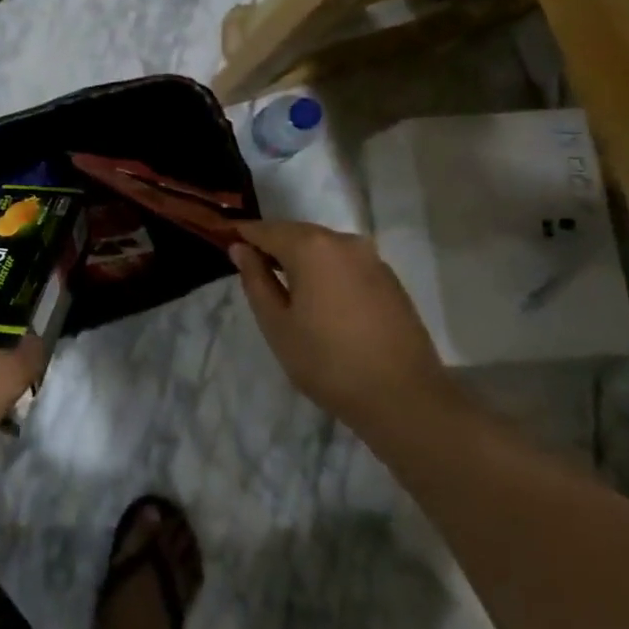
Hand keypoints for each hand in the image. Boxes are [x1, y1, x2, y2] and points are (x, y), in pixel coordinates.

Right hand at [229, 221, 447, 426]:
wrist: (404, 398)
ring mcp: (372, 258)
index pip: (265, 229)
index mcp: (311, 246)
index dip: (242, 234)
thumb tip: (241, 249)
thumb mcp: (277, 324)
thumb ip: (255, 280)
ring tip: (285, 286)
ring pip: (324, 247)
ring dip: (301, 258)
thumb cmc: (328, 362)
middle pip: (296, 233)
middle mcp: (343, 241)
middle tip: (251, 267)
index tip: (223, 240)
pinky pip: (346, 263)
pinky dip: (327, 271)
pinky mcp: (390, 279)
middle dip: (272, 245)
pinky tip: (321, 299)